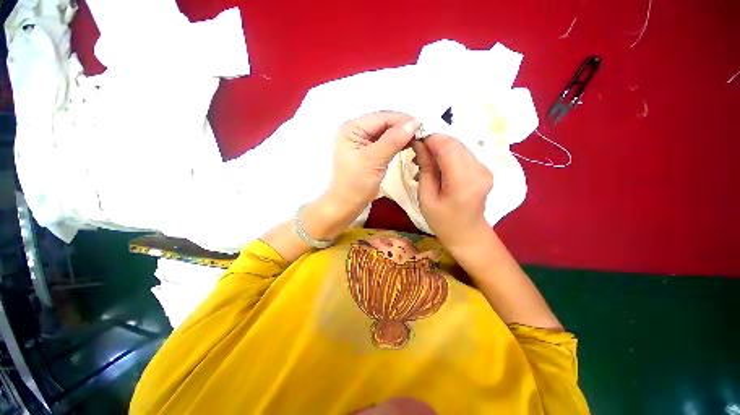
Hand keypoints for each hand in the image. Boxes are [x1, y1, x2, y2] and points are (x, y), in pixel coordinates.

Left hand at [326, 111, 418, 211]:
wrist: (348, 204)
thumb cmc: (356, 183)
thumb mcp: (373, 160)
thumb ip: (393, 140)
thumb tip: (413, 123)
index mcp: (352, 128)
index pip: (381, 118)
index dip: (402, 120)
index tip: (421, 126)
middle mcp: (357, 131)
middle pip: (384, 124)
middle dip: (403, 127)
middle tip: (422, 133)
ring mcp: (363, 142)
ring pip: (387, 133)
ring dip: (402, 135)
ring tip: (418, 139)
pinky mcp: (370, 152)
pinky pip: (386, 143)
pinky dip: (397, 144)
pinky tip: (409, 145)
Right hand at [412, 135, 493, 250]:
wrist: (467, 234)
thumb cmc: (442, 221)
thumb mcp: (426, 197)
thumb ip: (425, 169)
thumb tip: (419, 144)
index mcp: (464, 181)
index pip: (447, 147)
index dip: (430, 138)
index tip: (414, 141)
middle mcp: (479, 170)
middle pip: (455, 143)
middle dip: (434, 142)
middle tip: (417, 152)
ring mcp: (485, 169)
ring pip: (459, 146)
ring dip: (440, 148)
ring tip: (424, 161)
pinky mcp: (484, 169)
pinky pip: (463, 154)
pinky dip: (448, 155)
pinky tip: (437, 165)